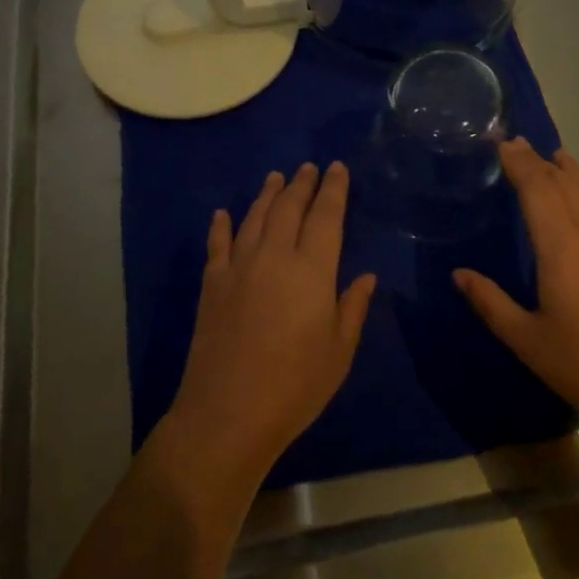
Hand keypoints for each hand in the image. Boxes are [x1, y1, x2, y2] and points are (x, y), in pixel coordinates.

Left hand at [165, 163, 375, 487]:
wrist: (228, 412)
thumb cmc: (295, 386)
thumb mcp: (339, 352)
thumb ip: (353, 308)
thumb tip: (367, 276)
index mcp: (312, 270)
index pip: (326, 216)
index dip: (333, 190)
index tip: (337, 168)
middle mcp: (274, 256)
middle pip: (289, 207)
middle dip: (301, 183)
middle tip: (309, 167)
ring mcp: (238, 266)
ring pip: (254, 217)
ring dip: (266, 194)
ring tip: (275, 177)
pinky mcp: (212, 283)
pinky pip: (217, 244)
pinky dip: (221, 225)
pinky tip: (222, 214)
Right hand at [454, 140, 578, 436]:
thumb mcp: (528, 340)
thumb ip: (491, 303)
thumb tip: (458, 273)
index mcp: (560, 249)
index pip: (536, 190)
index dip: (518, 163)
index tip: (502, 143)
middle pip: (565, 187)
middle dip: (540, 163)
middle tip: (519, 144)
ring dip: (575, 175)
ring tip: (560, 156)